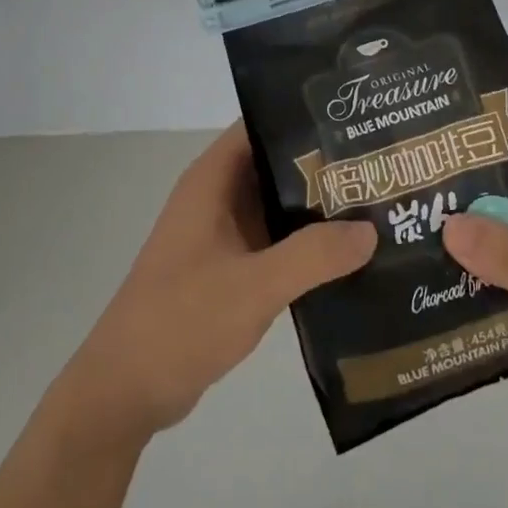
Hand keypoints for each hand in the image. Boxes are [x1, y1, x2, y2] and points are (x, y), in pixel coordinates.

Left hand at [60, 122, 376, 443]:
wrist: (126, 390)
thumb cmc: (182, 321)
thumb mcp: (254, 286)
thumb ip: (313, 256)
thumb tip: (371, 229)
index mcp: (212, 180)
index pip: (261, 125)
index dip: (303, 117)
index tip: (354, 120)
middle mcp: (217, 197)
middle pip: (275, 163)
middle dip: (323, 163)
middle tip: (382, 164)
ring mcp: (221, 233)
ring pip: (277, 204)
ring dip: (318, 206)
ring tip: (378, 203)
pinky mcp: (228, 267)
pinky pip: (274, 240)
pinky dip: (306, 242)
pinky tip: (348, 254)